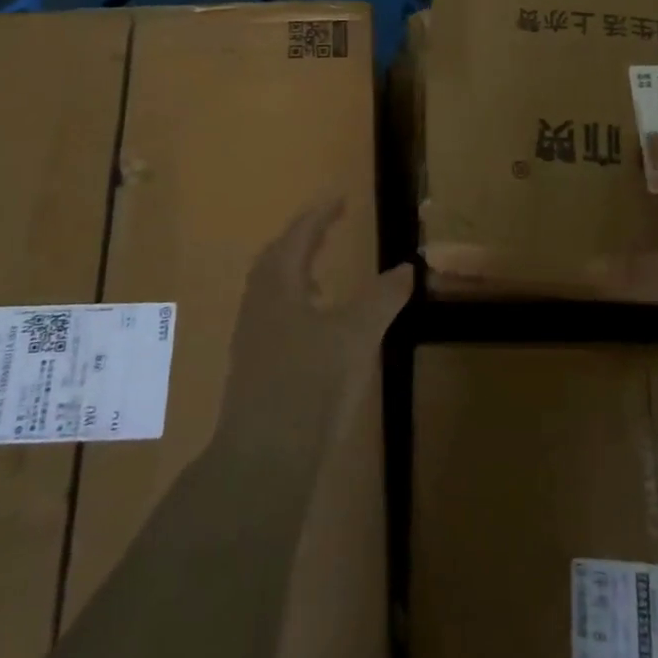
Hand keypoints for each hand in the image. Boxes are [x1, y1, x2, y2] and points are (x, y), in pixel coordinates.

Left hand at [217, 198, 412, 457]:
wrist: (264, 459)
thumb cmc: (310, 384)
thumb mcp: (357, 336)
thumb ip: (382, 299)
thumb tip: (407, 269)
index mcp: (279, 286)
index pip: (298, 236)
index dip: (320, 215)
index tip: (339, 198)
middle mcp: (258, 305)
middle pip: (276, 258)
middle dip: (302, 238)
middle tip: (327, 226)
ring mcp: (250, 338)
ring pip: (271, 289)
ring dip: (295, 272)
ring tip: (321, 274)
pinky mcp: (252, 368)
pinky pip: (272, 316)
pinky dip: (293, 303)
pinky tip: (314, 328)